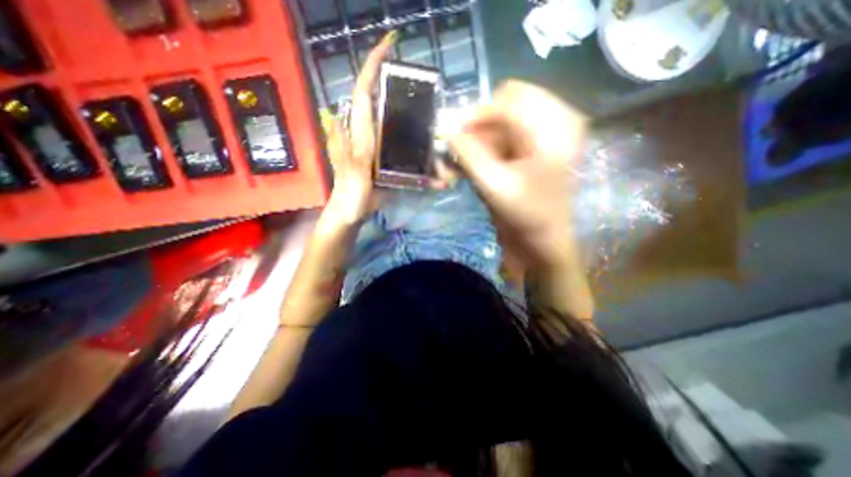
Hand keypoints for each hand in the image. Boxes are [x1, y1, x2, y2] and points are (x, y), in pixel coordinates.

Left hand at [325, 31, 397, 225]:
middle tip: (408, 64)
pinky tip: (413, 121)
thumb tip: (337, 118)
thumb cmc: (351, 195)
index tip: (388, 46)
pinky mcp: (378, 152)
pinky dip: (399, 120)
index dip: (372, 67)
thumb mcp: (351, 173)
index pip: (362, 92)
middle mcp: (364, 130)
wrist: (352, 210)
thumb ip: (346, 150)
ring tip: (415, 87)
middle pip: (371, 95)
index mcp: (359, 132)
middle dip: (384, 74)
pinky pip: (388, 130)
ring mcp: (371, 140)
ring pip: (380, 111)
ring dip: (393, 94)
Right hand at [448, 79, 588, 269]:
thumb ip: (468, 153)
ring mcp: (533, 138)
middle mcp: (547, 123)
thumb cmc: (527, 217)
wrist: (541, 241)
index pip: (508, 100)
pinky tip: (459, 173)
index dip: (476, 116)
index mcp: (553, 126)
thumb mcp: (495, 185)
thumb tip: (444, 127)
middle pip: (498, 110)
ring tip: (449, 173)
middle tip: (450, 157)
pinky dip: (473, 155)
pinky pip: (492, 142)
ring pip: (492, 127)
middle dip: (470, 133)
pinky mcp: (521, 152)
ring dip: (468, 147)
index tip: (450, 137)